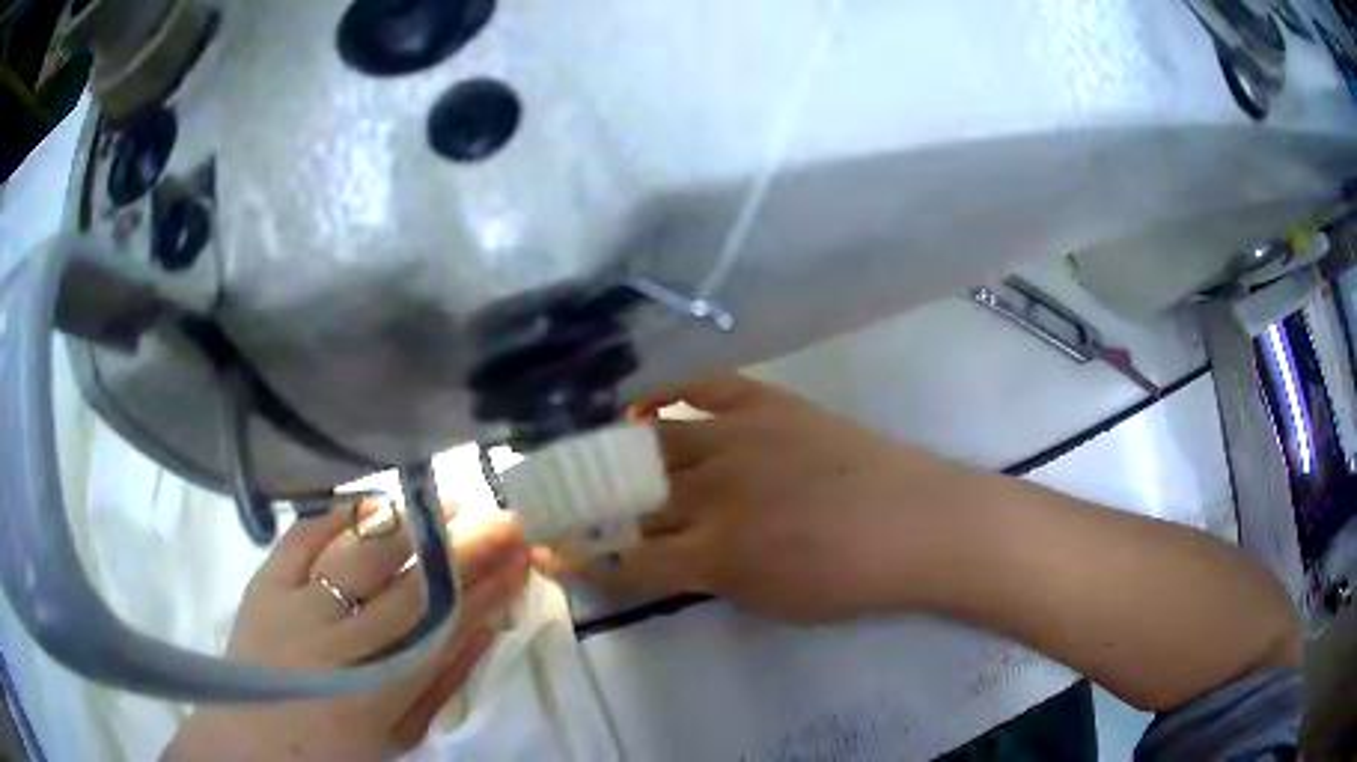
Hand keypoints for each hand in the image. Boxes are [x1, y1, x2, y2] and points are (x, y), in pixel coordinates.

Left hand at [165, 505, 529, 760]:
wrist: (250, 742)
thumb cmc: (334, 752)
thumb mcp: (400, 734)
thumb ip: (442, 682)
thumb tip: (486, 628)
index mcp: (380, 688)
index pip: (447, 626)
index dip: (488, 590)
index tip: (521, 559)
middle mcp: (341, 641)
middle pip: (414, 584)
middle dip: (465, 549)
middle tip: (503, 518)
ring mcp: (296, 604)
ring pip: (363, 553)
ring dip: (411, 524)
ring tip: (446, 503)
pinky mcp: (264, 582)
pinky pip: (304, 534)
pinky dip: (339, 514)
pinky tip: (372, 503)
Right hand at [536, 375, 961, 623]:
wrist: (918, 524)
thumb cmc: (850, 579)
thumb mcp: (768, 602)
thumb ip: (707, 577)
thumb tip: (665, 555)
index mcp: (716, 557)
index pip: (627, 561)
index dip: (581, 561)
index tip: (548, 553)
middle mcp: (715, 495)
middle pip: (632, 497)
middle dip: (586, 501)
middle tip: (558, 496)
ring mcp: (739, 440)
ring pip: (655, 443)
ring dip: (616, 452)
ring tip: (591, 451)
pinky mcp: (767, 404)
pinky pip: (702, 385)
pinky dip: (664, 390)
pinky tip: (640, 401)